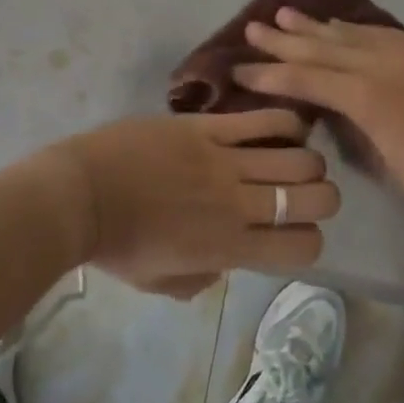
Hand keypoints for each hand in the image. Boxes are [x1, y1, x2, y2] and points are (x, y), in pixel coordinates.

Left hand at [50, 109, 338, 297]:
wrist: (81, 194)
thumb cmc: (117, 245)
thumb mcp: (164, 282)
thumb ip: (206, 275)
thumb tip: (229, 257)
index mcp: (230, 248)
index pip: (303, 246)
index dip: (310, 239)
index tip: (296, 231)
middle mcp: (239, 205)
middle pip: (314, 196)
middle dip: (322, 195)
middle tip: (306, 190)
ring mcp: (225, 161)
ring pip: (298, 155)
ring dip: (308, 159)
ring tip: (296, 156)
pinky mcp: (208, 127)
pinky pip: (263, 120)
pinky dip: (286, 122)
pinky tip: (288, 126)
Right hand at [235, 9, 403, 235]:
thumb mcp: (382, 160)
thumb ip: (351, 123)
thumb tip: (331, 103)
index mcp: (370, 96)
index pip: (308, 78)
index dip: (271, 73)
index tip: (241, 67)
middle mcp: (388, 62)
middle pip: (326, 46)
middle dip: (286, 39)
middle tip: (254, 27)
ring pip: (355, 33)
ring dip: (319, 27)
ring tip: (287, 15)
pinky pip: (385, 34)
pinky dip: (357, 31)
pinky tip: (341, 27)